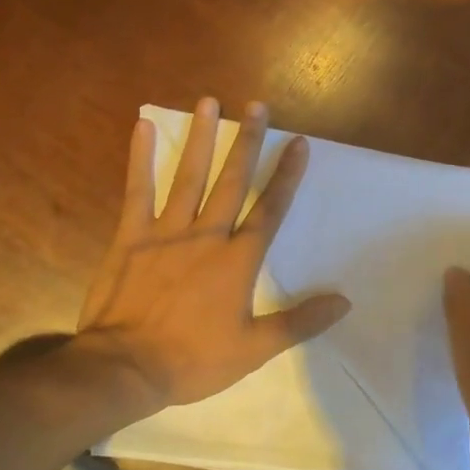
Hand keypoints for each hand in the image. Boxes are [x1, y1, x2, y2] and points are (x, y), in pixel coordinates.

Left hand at [78, 97, 351, 408]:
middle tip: (257, 106)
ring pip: (188, 176)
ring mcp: (166, 233)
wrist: (126, 367)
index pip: (269, 210)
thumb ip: (299, 322)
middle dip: (247, 142)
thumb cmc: (193, 360)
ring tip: (209, 102)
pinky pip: (137, 190)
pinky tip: (142, 126)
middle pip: (232, 181)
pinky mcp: (131, 237)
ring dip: (201, 138)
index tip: (299, 143)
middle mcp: (206, 236)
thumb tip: (344, 302)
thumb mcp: (254, 349)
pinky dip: (140, 158)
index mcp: (238, 261)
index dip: (286, 176)